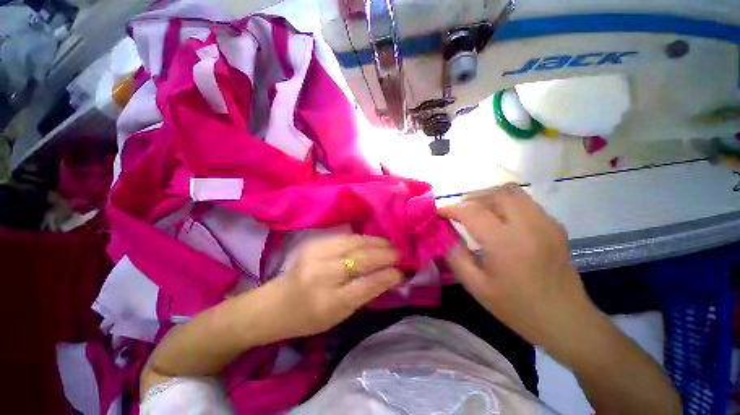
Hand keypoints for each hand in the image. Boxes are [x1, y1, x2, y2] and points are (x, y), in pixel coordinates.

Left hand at [260, 235, 402, 340]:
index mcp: (329, 302)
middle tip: (402, 254)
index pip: (367, 285)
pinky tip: (372, 240)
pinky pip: (345, 237)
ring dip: (377, 242)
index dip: (388, 276)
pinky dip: (363, 238)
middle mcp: (323, 275)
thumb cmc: (308, 317)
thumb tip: (390, 277)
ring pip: (355, 243)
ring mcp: (316, 254)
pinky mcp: (314, 243)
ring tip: (390, 245)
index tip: (403, 272)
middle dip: (386, 255)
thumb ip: (365, 295)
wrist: (274, 304)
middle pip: (362, 259)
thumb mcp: (339, 316)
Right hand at [439, 184, 600, 361]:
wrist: (566, 320)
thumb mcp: (476, 285)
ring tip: (476, 212)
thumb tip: (442, 233)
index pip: (471, 211)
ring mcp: (545, 222)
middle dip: (470, 199)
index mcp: (505, 242)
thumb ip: (455, 254)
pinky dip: (505, 203)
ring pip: (512, 192)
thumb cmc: (517, 307)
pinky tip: (500, 220)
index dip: (451, 209)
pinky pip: (525, 202)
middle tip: (458, 212)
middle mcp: (528, 225)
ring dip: (488, 197)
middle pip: (494, 194)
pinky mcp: (554, 225)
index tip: (438, 213)